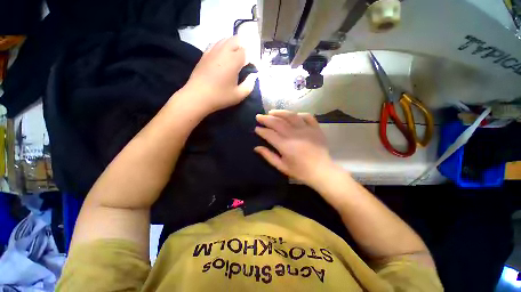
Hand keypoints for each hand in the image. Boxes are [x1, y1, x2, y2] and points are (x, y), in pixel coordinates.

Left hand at [184, 36, 257, 113]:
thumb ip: (249, 85)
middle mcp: (223, 51)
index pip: (247, 52)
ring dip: (233, 46)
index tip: (252, 69)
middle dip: (243, 48)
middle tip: (244, 63)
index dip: (251, 59)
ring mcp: (212, 51)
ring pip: (225, 39)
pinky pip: (216, 44)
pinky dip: (222, 48)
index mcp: (234, 60)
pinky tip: (223, 58)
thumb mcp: (239, 95)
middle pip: (236, 40)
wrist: (197, 97)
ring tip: (234, 59)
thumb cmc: (220, 97)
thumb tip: (253, 76)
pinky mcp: (205, 54)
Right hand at [254, 110, 336, 187]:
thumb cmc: (300, 171)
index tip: (256, 128)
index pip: (269, 134)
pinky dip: (298, 114)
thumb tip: (256, 148)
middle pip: (278, 122)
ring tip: (271, 112)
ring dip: (279, 112)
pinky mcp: (315, 128)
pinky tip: (292, 115)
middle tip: (259, 116)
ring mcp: (306, 129)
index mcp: (285, 146)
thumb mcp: (282, 167)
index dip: (261, 131)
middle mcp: (295, 135)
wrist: (322, 171)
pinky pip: (307, 116)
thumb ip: (268, 156)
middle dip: (266, 118)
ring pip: (291, 116)